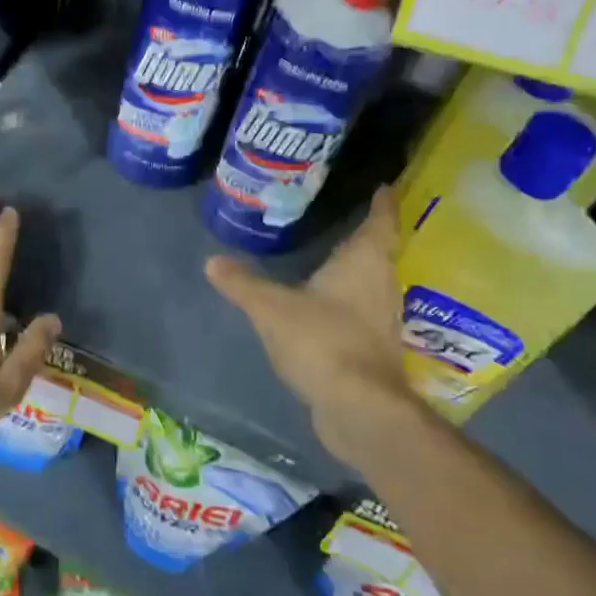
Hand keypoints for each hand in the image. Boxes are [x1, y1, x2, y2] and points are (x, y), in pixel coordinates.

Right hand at [205, 185, 418, 468]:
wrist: (359, 409)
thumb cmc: (322, 341)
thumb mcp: (272, 308)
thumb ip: (243, 283)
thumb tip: (212, 261)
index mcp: (365, 262)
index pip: (380, 222)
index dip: (382, 203)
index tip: (383, 187)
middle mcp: (381, 285)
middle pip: (379, 253)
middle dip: (364, 237)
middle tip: (343, 218)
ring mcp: (381, 320)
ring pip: (371, 284)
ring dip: (356, 272)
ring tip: (330, 259)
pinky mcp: (374, 349)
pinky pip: (362, 313)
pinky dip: (347, 303)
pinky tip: (326, 307)